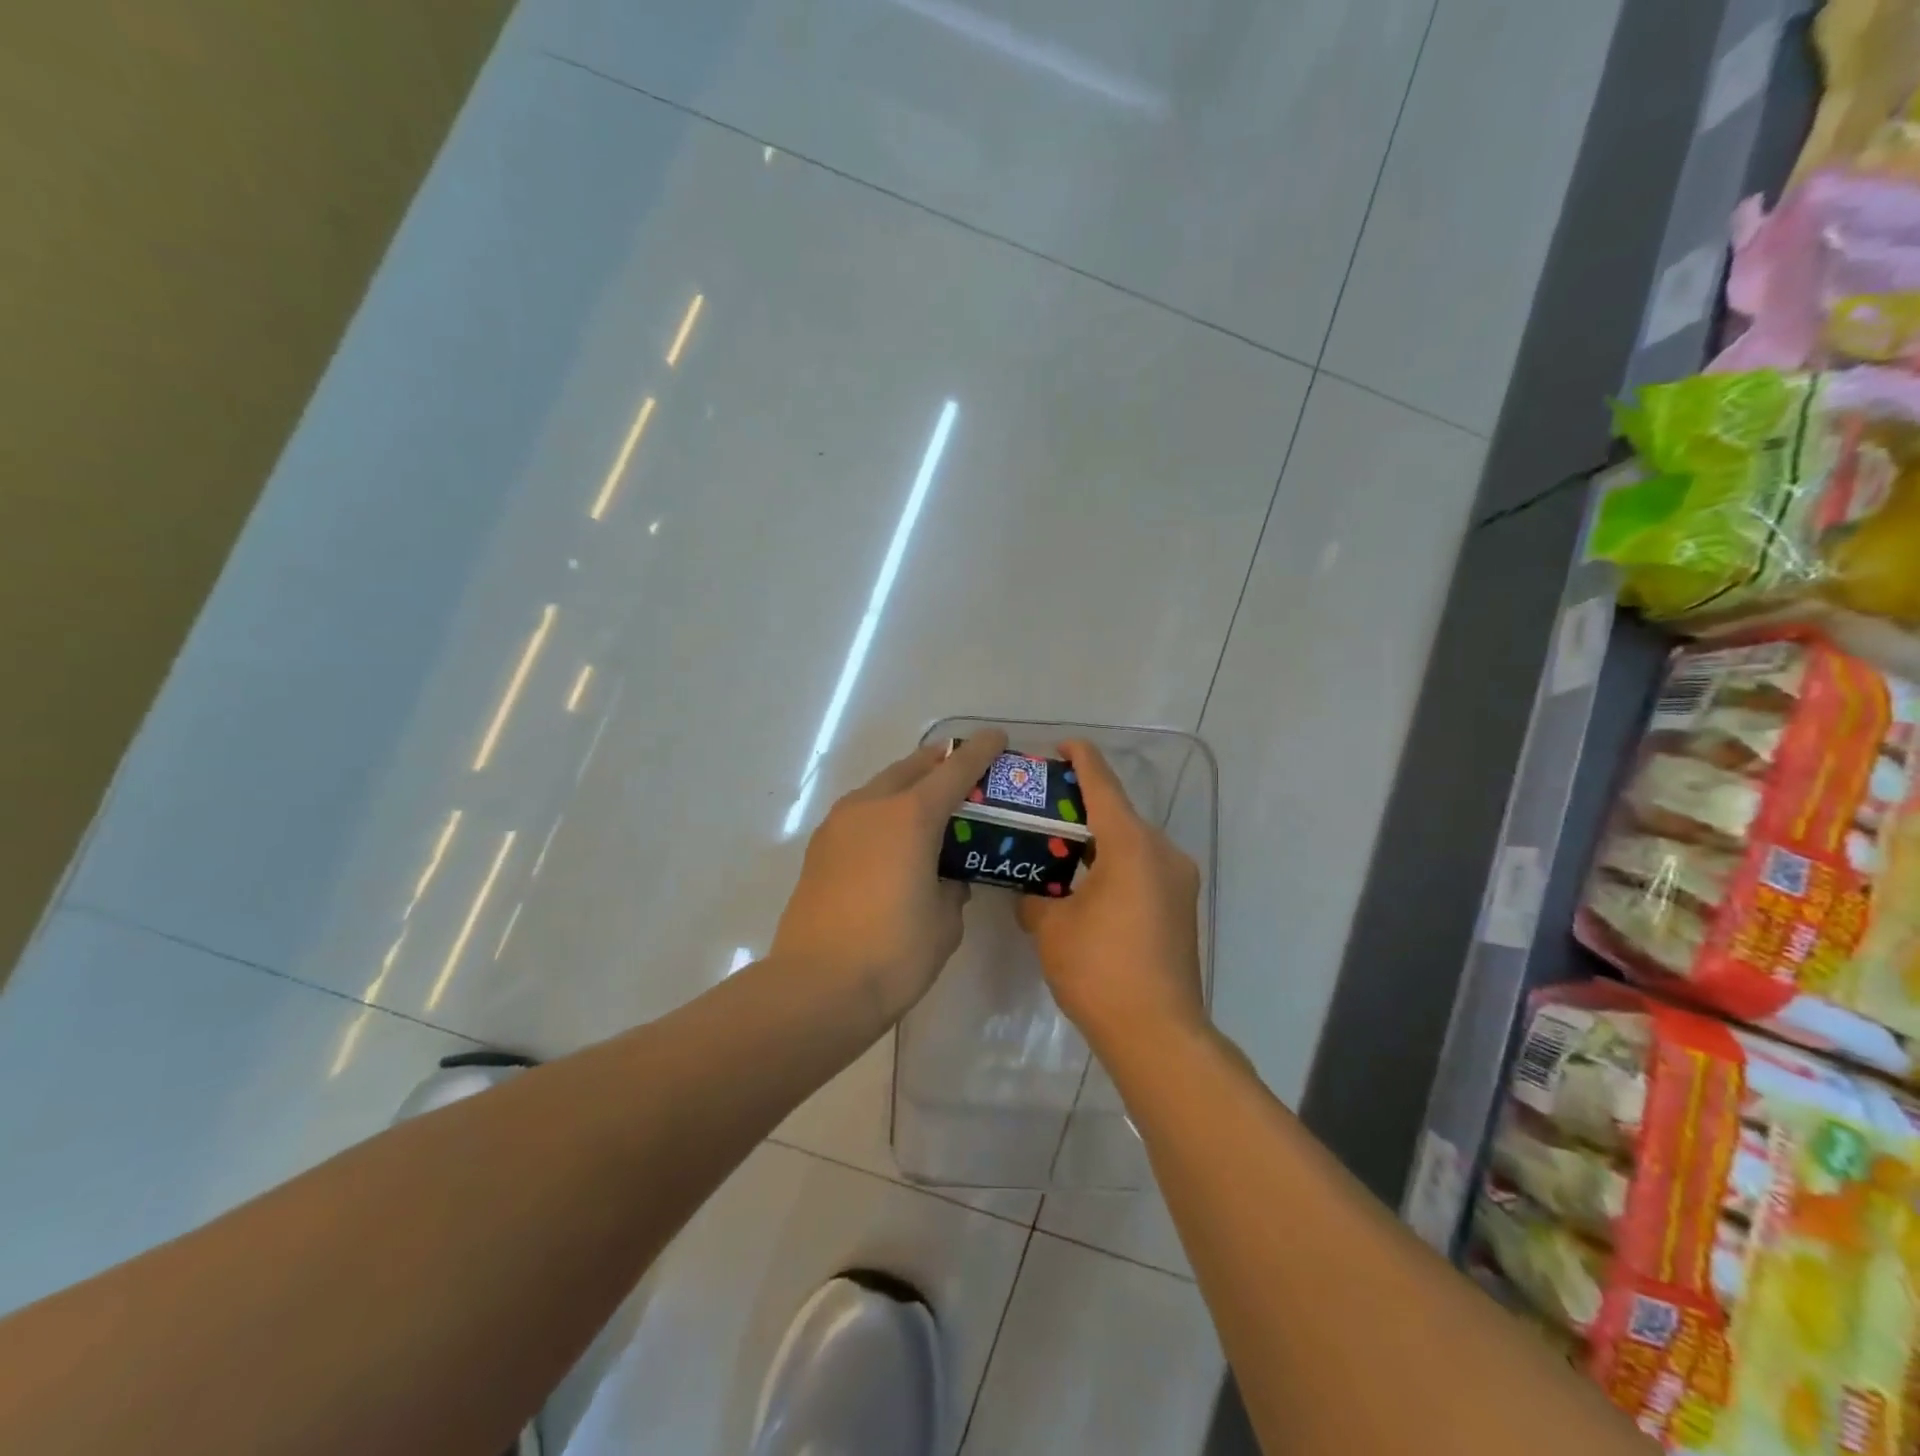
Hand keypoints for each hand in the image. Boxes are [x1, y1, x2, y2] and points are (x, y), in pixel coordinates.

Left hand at [772, 730, 1007, 1024]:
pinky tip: (891, 839)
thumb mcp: (945, 921)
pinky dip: (882, 812)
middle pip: (911, 767)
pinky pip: (859, 813)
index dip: (979, 751)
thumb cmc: (894, 953)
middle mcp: (872, 806)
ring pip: (880, 787)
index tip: (996, 737)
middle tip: (962, 770)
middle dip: (939, 762)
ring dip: (906, 785)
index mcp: (911, 816)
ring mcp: (838, 825)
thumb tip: (945, 879)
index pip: (954, 770)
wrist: (816, 987)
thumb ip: (952, 888)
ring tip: (927, 804)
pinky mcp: (818, 848)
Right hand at [1016, 740, 1205, 1054]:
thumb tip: (1030, 892)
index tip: (1060, 746)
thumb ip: (1035, 897)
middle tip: (1042, 806)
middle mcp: (1163, 852)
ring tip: (1058, 845)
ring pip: (1132, 842)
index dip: (1080, 760)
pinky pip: (1143, 867)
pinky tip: (1085, 881)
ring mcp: (1178, 880)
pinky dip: (1114, 863)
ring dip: (1098, 838)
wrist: (1158, 1033)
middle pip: (1118, 813)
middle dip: (1082, 805)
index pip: (1102, 785)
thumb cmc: (1099, 970)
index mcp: (1131, 845)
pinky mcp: (1181, 906)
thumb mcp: (1051, 928)